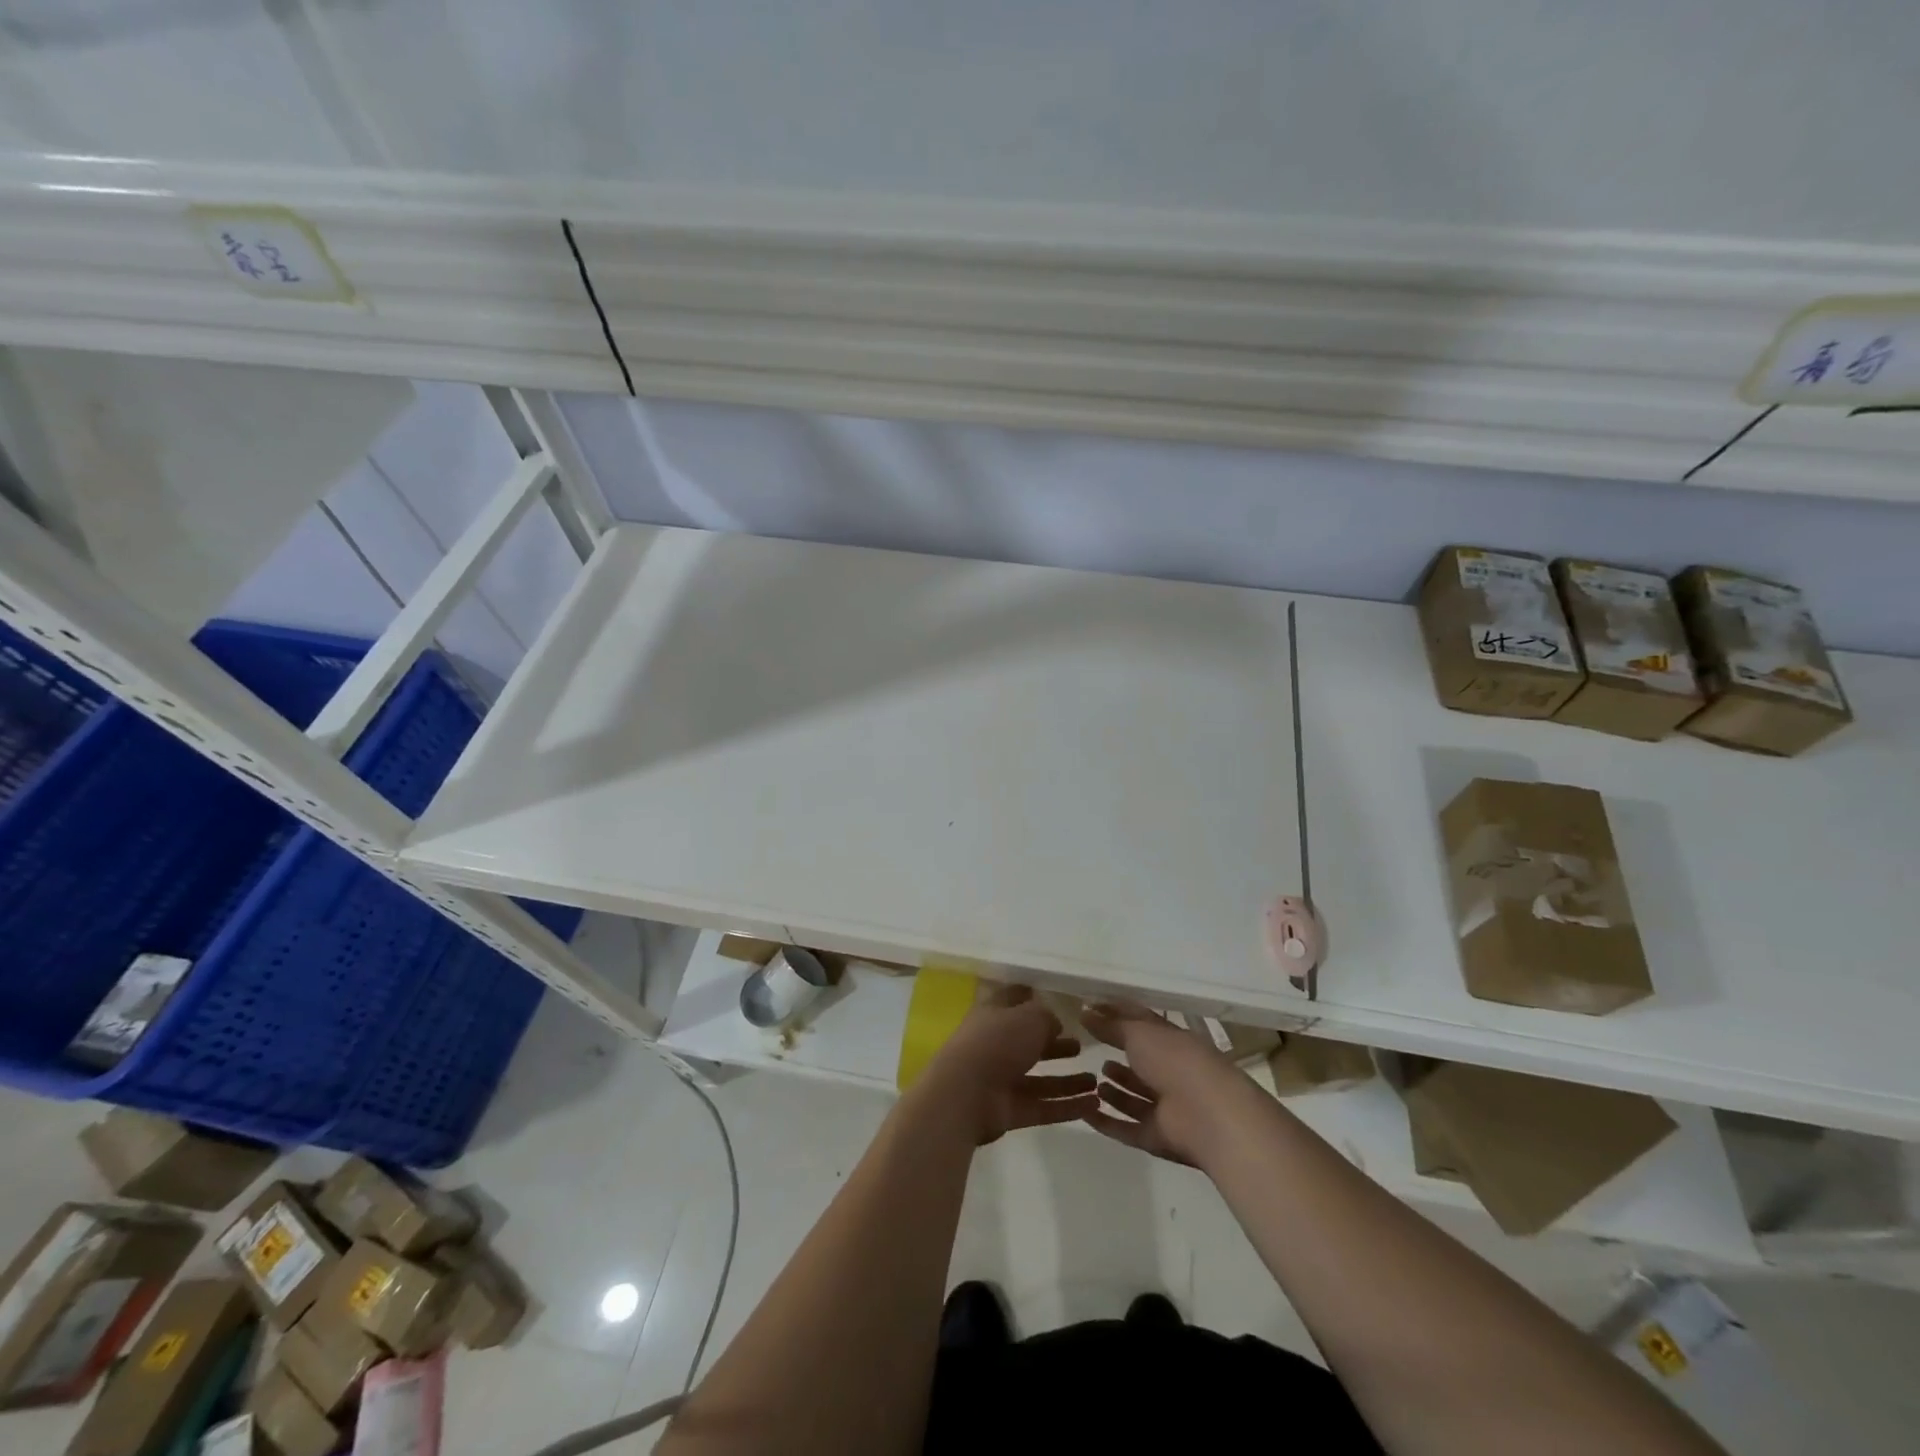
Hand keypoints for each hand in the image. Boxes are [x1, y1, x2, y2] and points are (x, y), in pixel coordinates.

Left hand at [916, 985, 1099, 1144]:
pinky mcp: (1009, 1111)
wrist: (964, 1094)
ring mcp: (1002, 1080)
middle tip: (1081, 1046)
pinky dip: (1067, 1106)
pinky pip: (1043, 1106)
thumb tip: (1054, 1023)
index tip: (1056, 1000)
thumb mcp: (1028, 1017)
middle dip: (1055, 1045)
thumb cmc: (996, 1042)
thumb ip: (1046, 1017)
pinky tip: (1094, 1105)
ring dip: (1067, 1080)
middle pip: (1029, 1044)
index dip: (1032, 998)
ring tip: (1096, 1081)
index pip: (1014, 1000)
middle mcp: (997, 1045)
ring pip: (1040, 1079)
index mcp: (994, 1015)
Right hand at [1081, 1002, 1253, 1167]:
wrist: (1208, 1116)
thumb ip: (1111, 1025)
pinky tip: (1085, 1111)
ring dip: (1115, 1090)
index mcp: (1173, 1041)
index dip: (1117, 1014)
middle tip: (1089, 1047)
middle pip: (1141, 1062)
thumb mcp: (1139, 1033)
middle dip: (1119, 1055)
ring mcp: (1167, 1107)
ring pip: (1136, 1097)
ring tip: (1092, 1080)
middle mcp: (1172, 1072)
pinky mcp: (1157, 1137)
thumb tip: (1085, 1012)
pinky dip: (1106, 1122)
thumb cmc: (1174, 1061)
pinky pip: (1127, 1128)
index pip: (1142, 1023)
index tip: (1090, 1009)